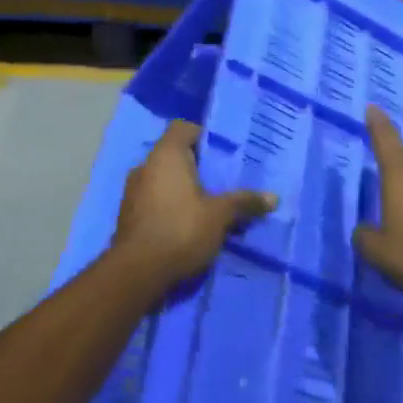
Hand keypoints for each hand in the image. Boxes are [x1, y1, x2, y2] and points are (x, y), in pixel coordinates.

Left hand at [114, 121, 275, 286]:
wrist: (135, 274)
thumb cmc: (180, 230)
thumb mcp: (220, 216)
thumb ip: (244, 202)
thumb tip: (274, 197)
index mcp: (166, 155)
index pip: (183, 128)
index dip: (204, 135)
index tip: (223, 153)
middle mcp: (145, 166)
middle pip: (175, 154)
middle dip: (198, 166)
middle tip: (223, 180)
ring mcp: (132, 191)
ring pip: (164, 179)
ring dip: (183, 188)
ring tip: (208, 204)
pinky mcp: (128, 216)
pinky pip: (154, 199)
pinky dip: (170, 205)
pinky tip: (188, 224)